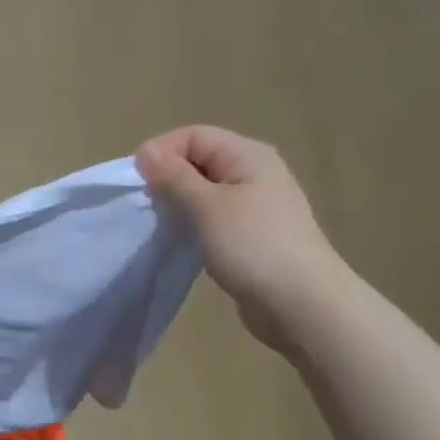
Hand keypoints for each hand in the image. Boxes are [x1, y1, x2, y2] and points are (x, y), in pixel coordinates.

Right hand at [136, 127, 350, 348]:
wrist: (302, 304)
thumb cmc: (252, 246)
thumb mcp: (205, 206)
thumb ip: (173, 176)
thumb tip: (145, 151)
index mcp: (248, 154)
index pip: (193, 135)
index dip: (161, 152)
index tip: (137, 184)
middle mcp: (255, 172)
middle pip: (199, 160)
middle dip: (168, 179)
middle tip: (150, 208)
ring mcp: (257, 204)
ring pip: (205, 191)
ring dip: (180, 204)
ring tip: (165, 226)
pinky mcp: (253, 234)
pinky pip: (214, 216)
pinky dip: (195, 224)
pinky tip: (186, 242)